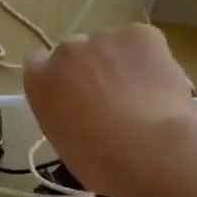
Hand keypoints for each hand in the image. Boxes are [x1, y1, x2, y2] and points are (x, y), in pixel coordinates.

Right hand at [22, 25, 196, 196]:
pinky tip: (159, 84)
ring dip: (119, 64)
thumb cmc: (100, 162)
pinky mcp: (139, 34)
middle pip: (74, 52)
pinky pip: (141, 42)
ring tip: (142, 95)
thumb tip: (81, 110)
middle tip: (110, 99)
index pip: (37, 64)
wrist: (149, 151)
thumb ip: (62, 113)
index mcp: (39, 80)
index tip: (72, 95)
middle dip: (89, 69)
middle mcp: (65, 51)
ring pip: (109, 47)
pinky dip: (149, 57)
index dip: (58, 78)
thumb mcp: (63, 141)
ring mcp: (102, 39)